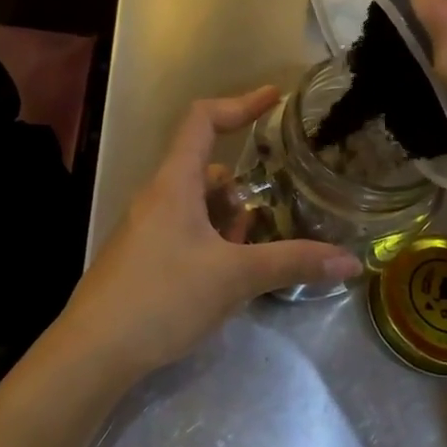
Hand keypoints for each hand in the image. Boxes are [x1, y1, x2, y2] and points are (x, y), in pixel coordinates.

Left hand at [47, 88, 360, 383]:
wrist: (95, 349)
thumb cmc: (163, 297)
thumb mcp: (234, 278)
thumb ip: (292, 263)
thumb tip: (351, 260)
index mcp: (174, 183)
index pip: (203, 120)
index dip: (240, 103)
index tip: (275, 98)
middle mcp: (157, 197)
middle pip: (206, 169)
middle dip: (243, 188)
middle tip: (276, 212)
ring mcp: (146, 227)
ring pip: (197, 205)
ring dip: (229, 219)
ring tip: (256, 249)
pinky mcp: (143, 256)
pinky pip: (185, 231)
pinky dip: (212, 240)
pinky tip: (228, 275)